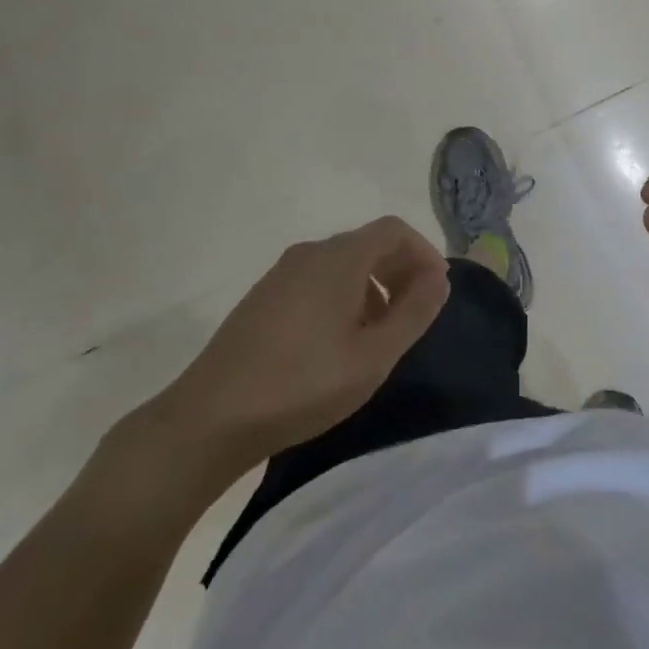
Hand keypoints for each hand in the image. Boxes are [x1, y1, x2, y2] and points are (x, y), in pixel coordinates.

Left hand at [126, 218, 450, 505]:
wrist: (210, 418)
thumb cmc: (302, 384)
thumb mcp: (373, 355)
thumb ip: (414, 312)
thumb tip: (438, 279)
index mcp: (339, 257)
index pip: (394, 230)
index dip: (424, 252)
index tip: (438, 290)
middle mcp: (310, 253)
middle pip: (368, 243)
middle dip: (401, 269)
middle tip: (417, 312)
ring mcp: (281, 274)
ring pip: (342, 263)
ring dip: (374, 285)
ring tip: (382, 332)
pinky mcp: (263, 297)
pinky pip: (317, 279)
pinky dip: (344, 295)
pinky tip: (340, 341)